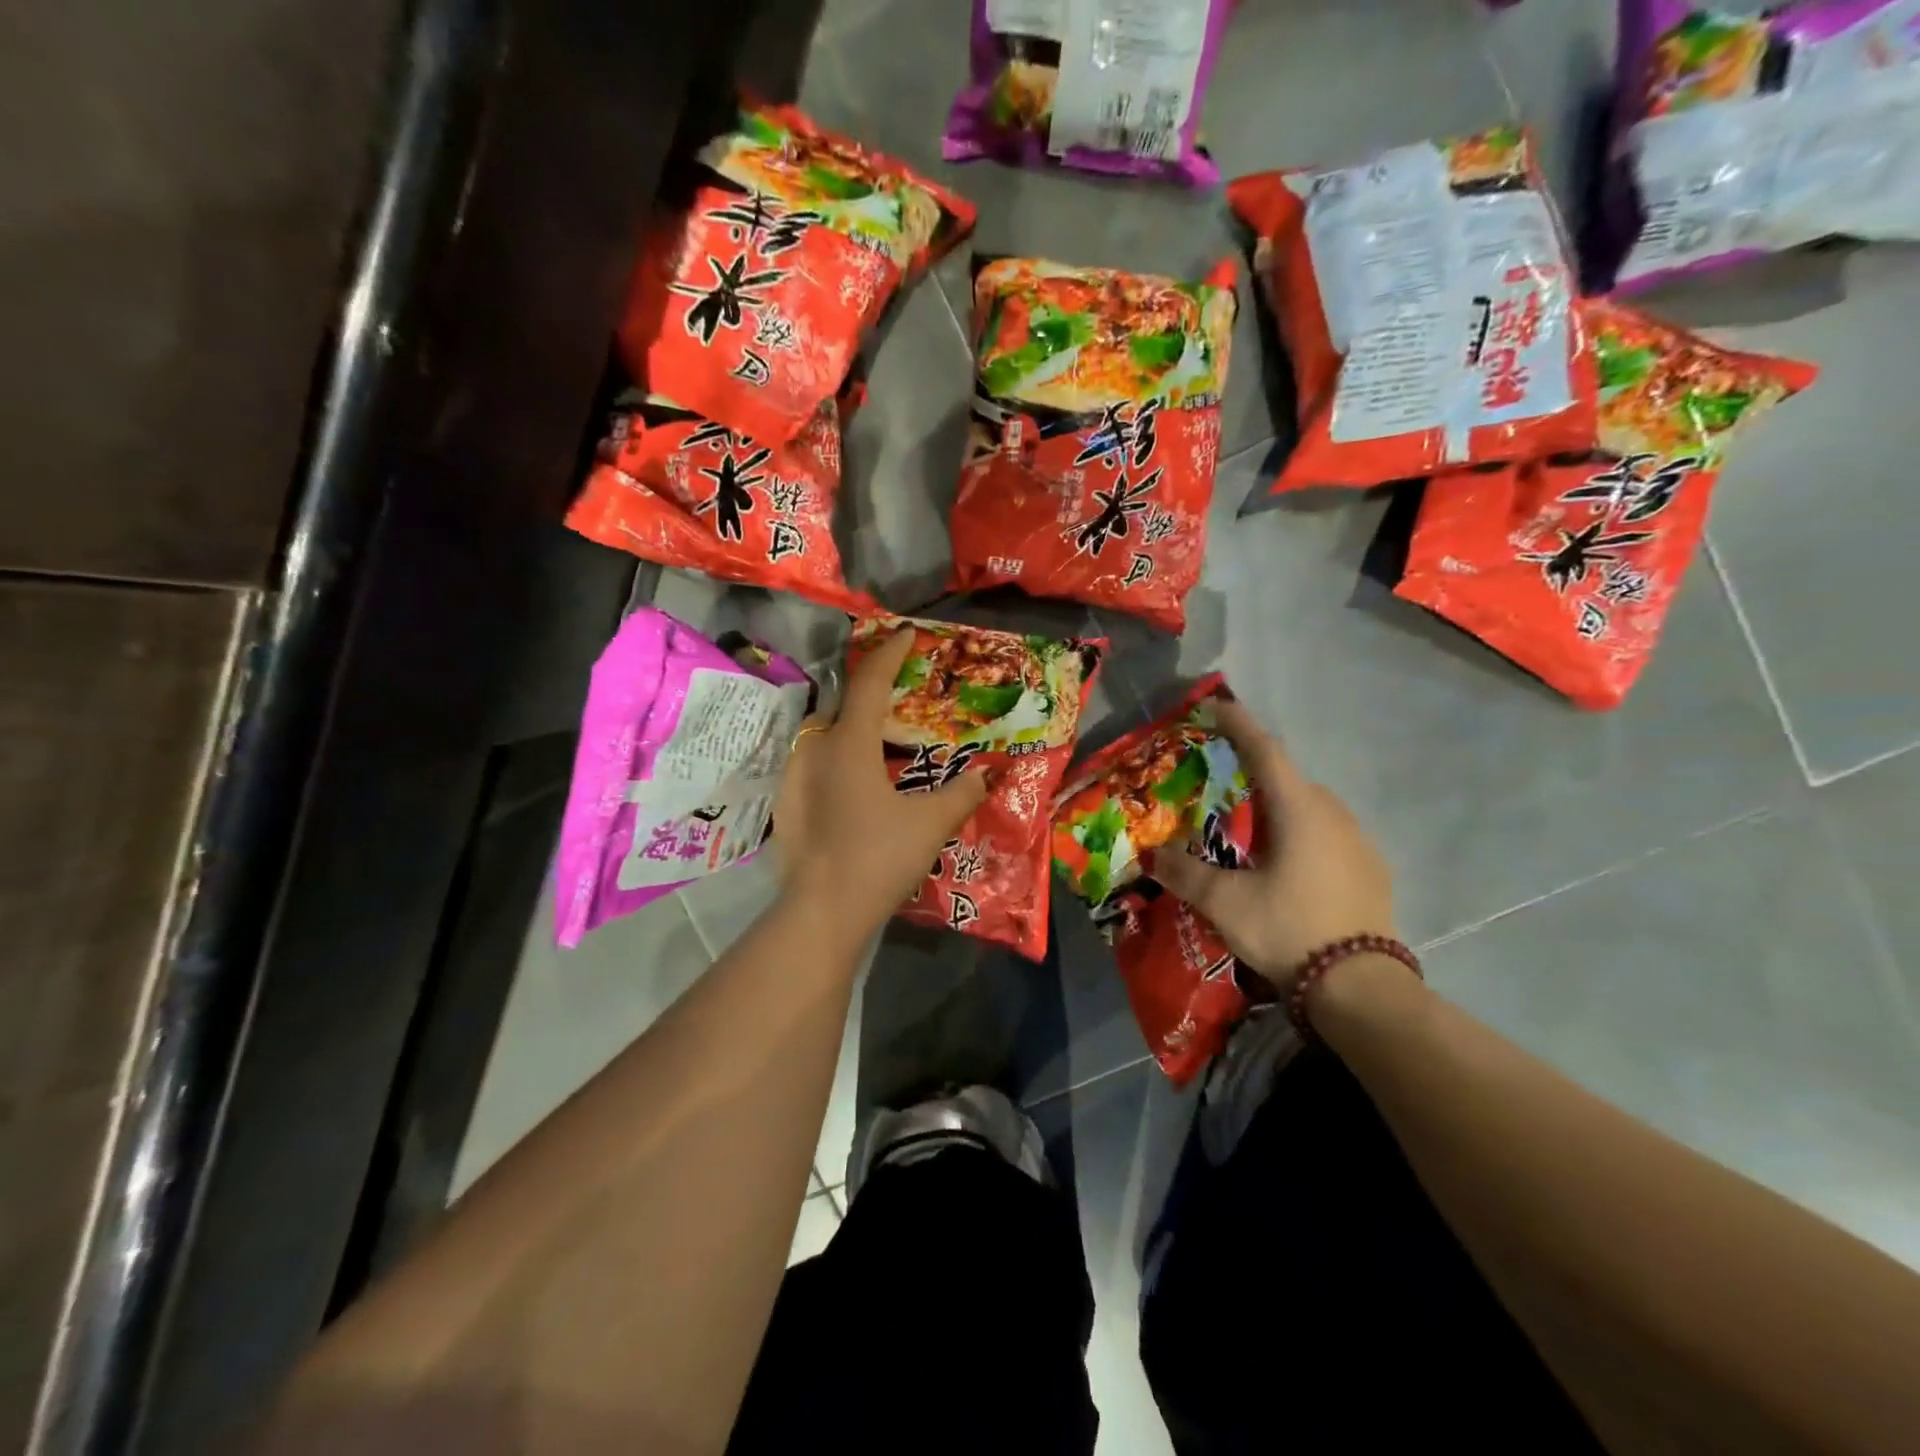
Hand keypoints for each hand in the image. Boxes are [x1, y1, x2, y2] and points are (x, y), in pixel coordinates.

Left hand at [774, 629, 987, 943]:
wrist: (821, 911)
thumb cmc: (878, 857)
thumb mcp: (930, 823)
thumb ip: (962, 793)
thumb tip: (989, 774)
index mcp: (849, 743)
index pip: (870, 681)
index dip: (891, 653)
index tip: (907, 634)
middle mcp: (815, 749)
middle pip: (845, 704)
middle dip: (873, 691)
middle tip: (903, 694)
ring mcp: (794, 777)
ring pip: (826, 735)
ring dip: (854, 728)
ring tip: (884, 740)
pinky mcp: (787, 803)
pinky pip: (816, 763)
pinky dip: (839, 758)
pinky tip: (857, 782)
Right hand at [1150, 698, 1396, 994]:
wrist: (1360, 986)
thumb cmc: (1288, 928)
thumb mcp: (1224, 902)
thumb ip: (1184, 873)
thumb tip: (1151, 855)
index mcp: (1299, 809)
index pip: (1264, 751)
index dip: (1239, 725)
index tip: (1218, 706)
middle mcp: (1333, 814)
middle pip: (1288, 778)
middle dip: (1255, 772)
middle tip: (1223, 783)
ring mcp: (1358, 841)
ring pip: (1311, 807)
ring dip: (1279, 807)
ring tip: (1251, 829)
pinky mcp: (1371, 868)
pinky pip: (1329, 834)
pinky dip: (1302, 833)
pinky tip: (1289, 864)